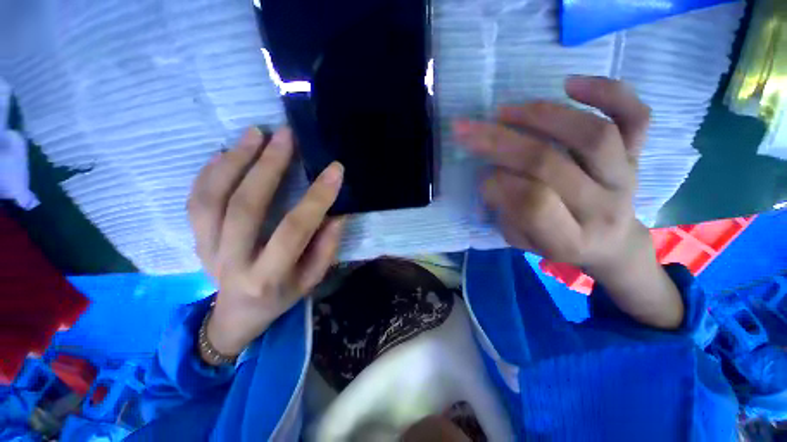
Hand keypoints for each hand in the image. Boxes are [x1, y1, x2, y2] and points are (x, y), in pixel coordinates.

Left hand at [188, 127, 344, 358]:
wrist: (237, 314)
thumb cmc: (282, 296)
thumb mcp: (312, 279)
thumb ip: (326, 247)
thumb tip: (336, 213)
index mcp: (269, 276)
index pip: (295, 229)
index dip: (317, 198)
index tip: (334, 170)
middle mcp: (233, 261)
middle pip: (246, 207)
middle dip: (268, 166)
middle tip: (285, 136)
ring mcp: (207, 248)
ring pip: (212, 198)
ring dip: (234, 160)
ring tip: (255, 133)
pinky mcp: (195, 239)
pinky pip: (195, 201)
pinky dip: (209, 171)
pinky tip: (226, 151)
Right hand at [455, 76, 682, 328]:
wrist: (612, 243)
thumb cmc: (558, 243)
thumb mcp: (522, 241)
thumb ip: (505, 212)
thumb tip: (489, 174)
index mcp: (570, 239)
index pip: (533, 204)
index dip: (498, 185)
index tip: (480, 176)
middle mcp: (603, 208)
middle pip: (549, 164)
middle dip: (498, 143)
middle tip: (468, 129)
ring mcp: (626, 177)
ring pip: (591, 134)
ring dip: (540, 116)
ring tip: (505, 111)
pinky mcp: (638, 154)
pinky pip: (636, 116)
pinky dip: (608, 92)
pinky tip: (571, 83)